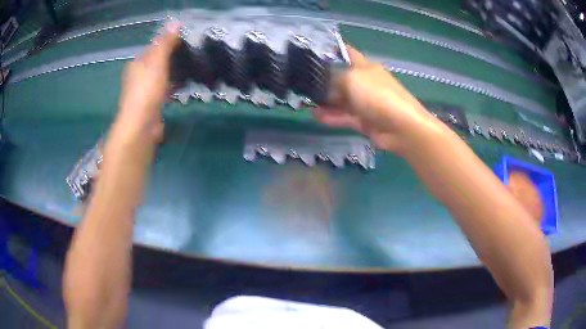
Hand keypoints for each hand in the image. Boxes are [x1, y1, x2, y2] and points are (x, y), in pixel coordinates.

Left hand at [109, 21, 180, 149]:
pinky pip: (164, 90)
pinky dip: (173, 86)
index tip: (186, 41)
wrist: (141, 125)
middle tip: (191, 54)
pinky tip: (184, 85)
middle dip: (172, 58)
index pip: (153, 47)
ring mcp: (144, 92)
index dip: (168, 42)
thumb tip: (176, 22)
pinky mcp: (151, 104)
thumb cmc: (147, 90)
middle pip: (157, 62)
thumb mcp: (157, 61)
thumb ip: (166, 42)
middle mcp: (137, 76)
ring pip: (161, 76)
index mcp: (136, 64)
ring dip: (173, 72)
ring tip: (191, 68)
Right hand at [314, 46, 439, 155]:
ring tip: (307, 103)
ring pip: (342, 100)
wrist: (401, 127)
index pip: (347, 53)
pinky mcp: (365, 121)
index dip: (333, 49)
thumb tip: (322, 84)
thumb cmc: (378, 95)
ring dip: (326, 102)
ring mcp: (366, 103)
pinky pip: (345, 117)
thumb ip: (333, 79)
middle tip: (303, 83)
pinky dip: (333, 117)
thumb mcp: (352, 79)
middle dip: (324, 81)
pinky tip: (318, 117)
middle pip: (342, 79)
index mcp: (366, 67)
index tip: (313, 51)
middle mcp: (365, 83)